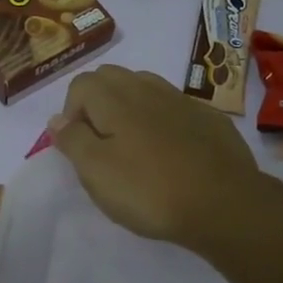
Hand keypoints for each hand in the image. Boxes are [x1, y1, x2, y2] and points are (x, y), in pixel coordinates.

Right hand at [48, 65, 264, 253]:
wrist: (225, 204)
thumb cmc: (149, 190)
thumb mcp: (96, 172)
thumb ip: (73, 140)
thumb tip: (57, 119)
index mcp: (115, 99)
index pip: (80, 84)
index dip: (71, 112)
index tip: (78, 145)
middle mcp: (147, 89)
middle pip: (111, 77)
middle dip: (97, 102)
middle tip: (100, 143)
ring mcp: (182, 101)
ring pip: (144, 87)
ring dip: (129, 107)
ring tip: (132, 145)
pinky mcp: (209, 118)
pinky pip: (174, 106)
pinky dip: (161, 119)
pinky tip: (169, 151)